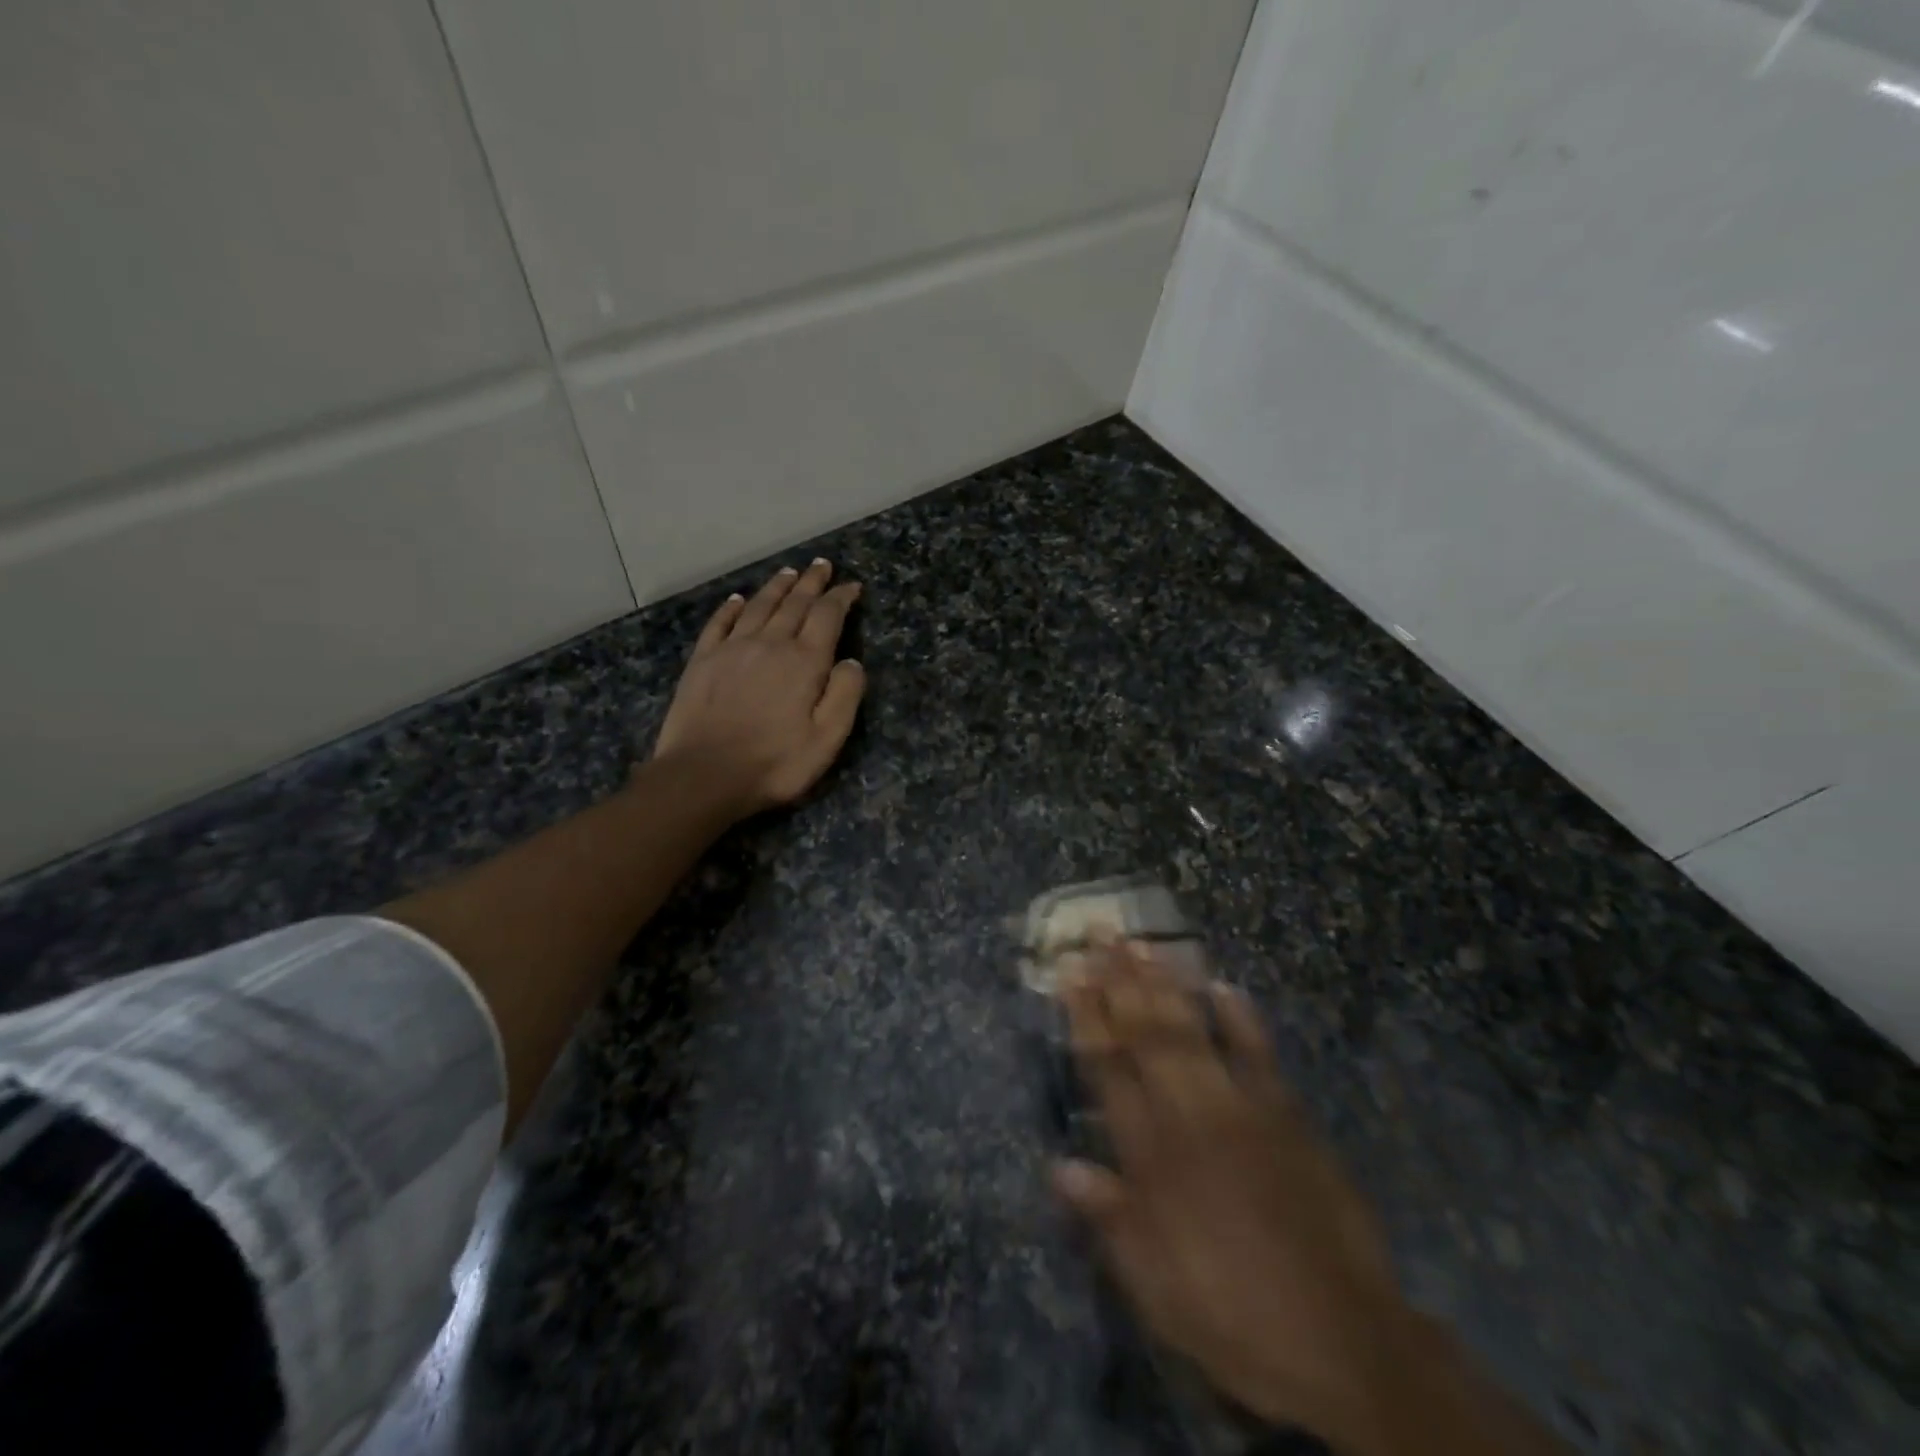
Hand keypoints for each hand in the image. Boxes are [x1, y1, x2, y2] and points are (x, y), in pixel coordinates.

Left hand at [653, 560, 865, 817]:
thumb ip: (845, 695)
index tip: (852, 586)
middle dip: (812, 582)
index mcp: (804, 661)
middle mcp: (770, 643)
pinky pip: (720, 623)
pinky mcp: (703, 661)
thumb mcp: (827, 739)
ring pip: (760, 606)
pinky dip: (732, 607)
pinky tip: (738, 599)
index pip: (827, 616)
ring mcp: (732, 649)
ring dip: (777, 587)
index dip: (842, 598)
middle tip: (822, 566)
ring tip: (789, 573)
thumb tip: (852, 661)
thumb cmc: (775, 763)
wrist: (704, 775)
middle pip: (794, 603)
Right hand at [1055, 939, 1409, 1447]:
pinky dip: (1241, 1017)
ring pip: (1194, 1030)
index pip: (1108, 1068)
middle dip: (1119, 979)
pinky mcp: (1287, 1114)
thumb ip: (1109, 1218)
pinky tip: (1224, 986)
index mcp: (1152, 1156)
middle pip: (1147, 1034)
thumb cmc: (1232, 1313)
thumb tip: (1059, 1166)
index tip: (1072, 972)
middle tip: (1102, 931)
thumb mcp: (1154, 1286)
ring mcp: (1242, 1108)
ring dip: (1165, 984)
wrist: (1343, 1341)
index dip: (1087, 1016)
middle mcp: (1190, 1116)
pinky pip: (1259, 1053)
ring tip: (1143, 943)